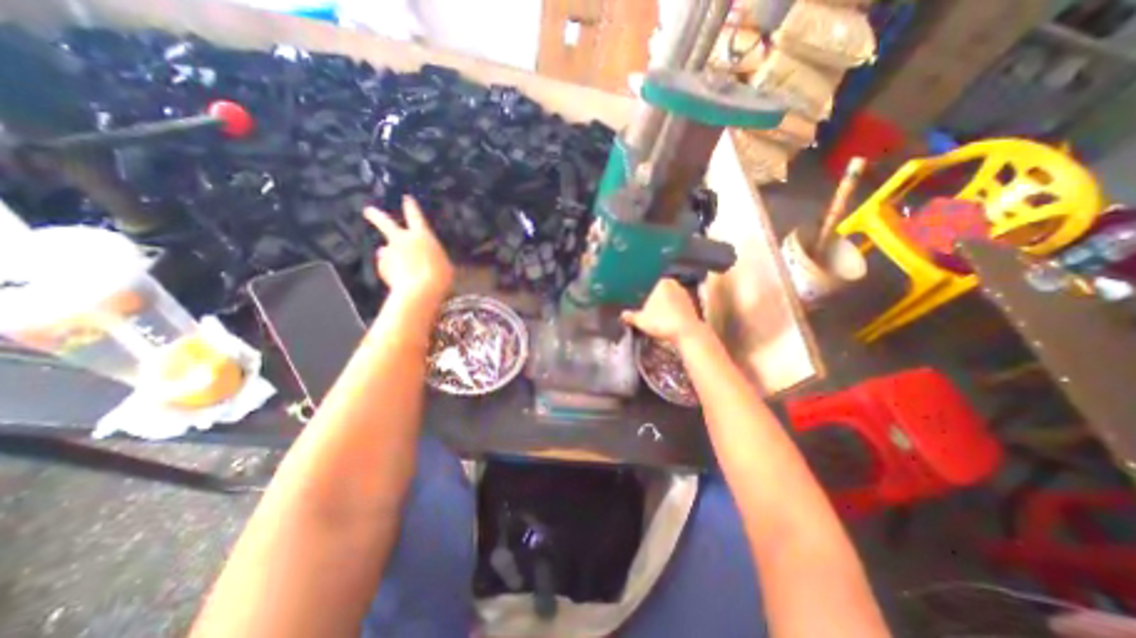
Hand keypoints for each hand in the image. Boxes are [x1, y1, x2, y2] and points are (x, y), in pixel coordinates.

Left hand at [364, 195, 453, 302]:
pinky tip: (400, 280)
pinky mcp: (382, 267)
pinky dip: (391, 270)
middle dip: (376, 216)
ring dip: (390, 254)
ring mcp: (390, 253)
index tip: (406, 198)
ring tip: (398, 264)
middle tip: (368, 210)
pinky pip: (387, 266)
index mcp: (422, 236)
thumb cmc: (440, 277)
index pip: (415, 216)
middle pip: (386, 223)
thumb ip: (429, 257)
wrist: (421, 291)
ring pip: (386, 249)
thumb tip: (413, 257)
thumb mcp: (443, 265)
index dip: (411, 207)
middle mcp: (403, 240)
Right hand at [621, 278, 702, 345]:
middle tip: (649, 314)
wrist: (687, 333)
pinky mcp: (694, 307)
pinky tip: (669, 323)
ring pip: (671, 301)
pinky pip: (679, 309)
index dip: (645, 298)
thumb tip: (623, 314)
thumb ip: (631, 316)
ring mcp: (686, 295)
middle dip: (656, 302)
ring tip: (658, 320)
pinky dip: (674, 314)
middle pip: (661, 294)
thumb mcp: (641, 320)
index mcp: (663, 283)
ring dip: (666, 309)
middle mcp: (676, 285)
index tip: (642, 308)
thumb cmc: (662, 322)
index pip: (650, 287)